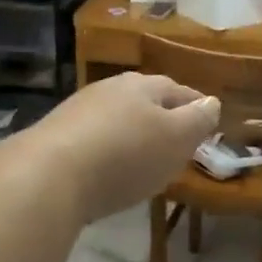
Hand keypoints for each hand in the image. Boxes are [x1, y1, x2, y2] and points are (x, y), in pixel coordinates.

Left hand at [31, 73, 221, 222]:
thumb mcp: (176, 139)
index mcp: (144, 86)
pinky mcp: (56, 137)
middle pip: (145, 100)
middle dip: (163, 117)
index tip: (208, 121)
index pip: (180, 91)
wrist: (49, 175)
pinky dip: (109, 148)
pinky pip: (94, 138)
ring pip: (117, 117)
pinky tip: (110, 167)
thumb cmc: (126, 155)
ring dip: (133, 132)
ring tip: (145, 155)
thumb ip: (197, 121)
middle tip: (177, 139)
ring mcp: (79, 111)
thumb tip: (212, 102)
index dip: (197, 107)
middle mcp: (110, 89)